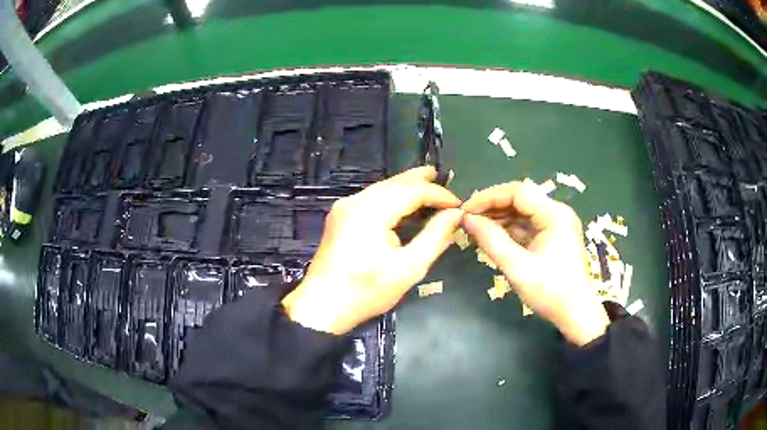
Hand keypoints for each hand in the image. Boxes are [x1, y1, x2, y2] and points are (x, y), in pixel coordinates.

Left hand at [282, 167, 462, 334]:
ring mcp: (344, 207)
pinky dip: (392, 197)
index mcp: (371, 211)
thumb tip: (455, 214)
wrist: (323, 306)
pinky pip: (372, 198)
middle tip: (445, 177)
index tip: (459, 205)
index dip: (438, 195)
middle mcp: (355, 201)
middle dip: (421, 180)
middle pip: (395, 182)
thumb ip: (435, 237)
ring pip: (382, 188)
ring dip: (407, 187)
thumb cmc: (367, 291)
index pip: (412, 190)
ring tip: (430, 184)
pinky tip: (405, 202)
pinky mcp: (340, 216)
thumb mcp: (409, 268)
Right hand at [462, 179, 609, 345]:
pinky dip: (510, 228)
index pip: (518, 191)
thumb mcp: (517, 268)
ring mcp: (557, 224)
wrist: (576, 314)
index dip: (489, 197)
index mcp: (554, 215)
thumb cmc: (550, 292)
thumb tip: (467, 219)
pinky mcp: (554, 235)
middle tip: (468, 219)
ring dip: (499, 217)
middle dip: (493, 206)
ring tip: (476, 228)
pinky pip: (528, 224)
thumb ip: (492, 241)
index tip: (466, 210)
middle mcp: (557, 213)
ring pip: (523, 210)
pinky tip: (492, 235)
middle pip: (521, 198)